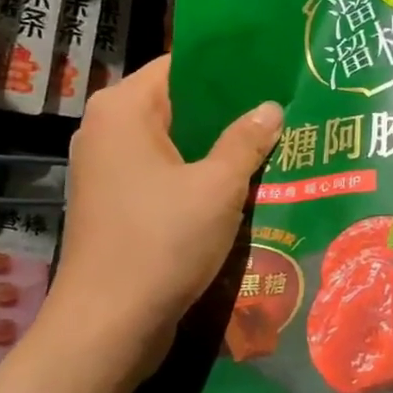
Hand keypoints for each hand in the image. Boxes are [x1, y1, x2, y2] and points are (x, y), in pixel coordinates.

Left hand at [45, 56, 282, 382]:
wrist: (108, 326)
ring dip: (219, 147)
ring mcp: (109, 170)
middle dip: (230, 110)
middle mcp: (108, 130)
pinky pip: (166, 174)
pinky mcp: (117, 204)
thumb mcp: (218, 186)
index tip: (273, 71)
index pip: (181, 65)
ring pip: (176, 143)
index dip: (228, 67)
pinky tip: (244, 183)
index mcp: (123, 109)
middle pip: (179, 104)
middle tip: (284, 109)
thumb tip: (272, 108)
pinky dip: (199, 175)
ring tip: (274, 142)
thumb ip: (247, 140)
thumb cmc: (162, 242)